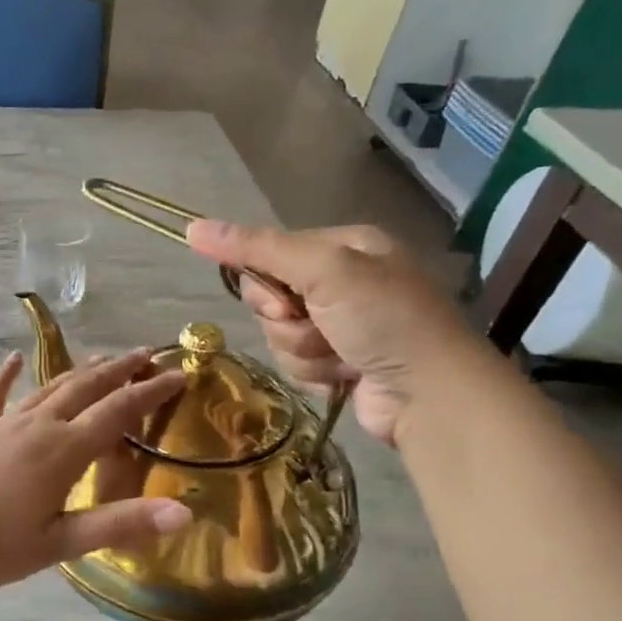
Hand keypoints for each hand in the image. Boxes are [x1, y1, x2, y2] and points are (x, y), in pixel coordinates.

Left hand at [0, 351, 191, 592]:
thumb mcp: (59, 543)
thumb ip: (120, 524)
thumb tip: (183, 511)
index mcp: (63, 451)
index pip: (118, 412)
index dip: (150, 391)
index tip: (178, 372)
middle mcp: (37, 426)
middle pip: (85, 388)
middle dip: (119, 370)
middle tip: (145, 354)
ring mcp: (1, 424)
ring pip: (47, 388)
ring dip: (78, 372)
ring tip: (101, 358)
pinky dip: (6, 376)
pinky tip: (12, 360)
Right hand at [185, 219, 482, 446]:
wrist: (429, 394)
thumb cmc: (383, 319)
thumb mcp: (322, 269)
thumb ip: (257, 248)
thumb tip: (192, 226)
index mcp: (343, 246)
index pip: (268, 254)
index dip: (264, 284)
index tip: (284, 302)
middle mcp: (341, 281)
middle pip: (269, 298)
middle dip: (287, 322)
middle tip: (320, 328)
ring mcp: (341, 324)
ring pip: (279, 335)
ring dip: (302, 351)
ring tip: (341, 357)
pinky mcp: (339, 362)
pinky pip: (296, 362)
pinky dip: (314, 371)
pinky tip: (344, 375)